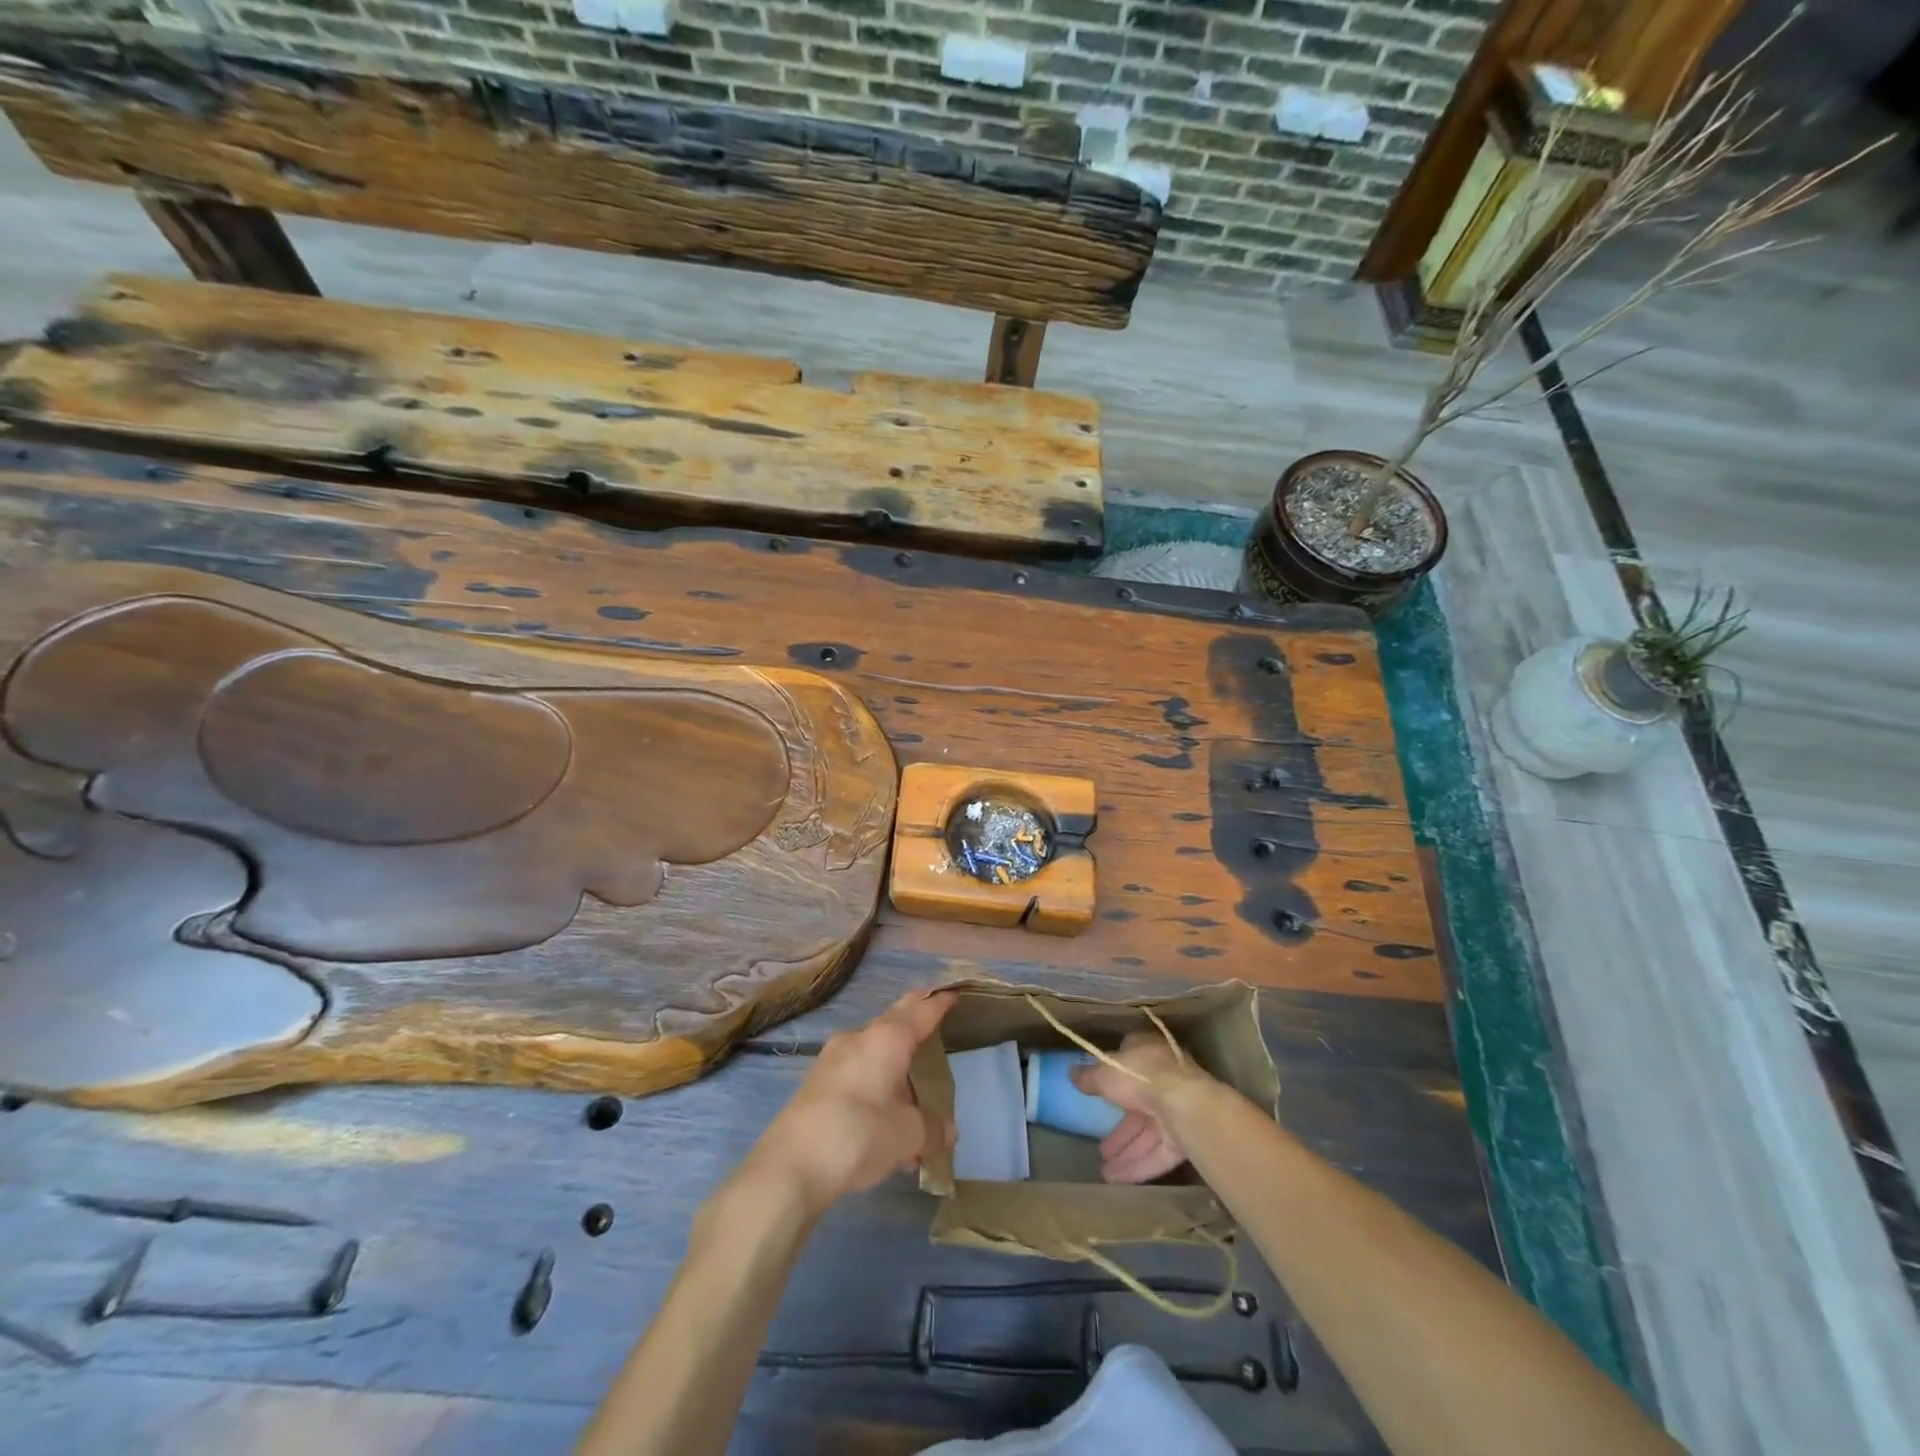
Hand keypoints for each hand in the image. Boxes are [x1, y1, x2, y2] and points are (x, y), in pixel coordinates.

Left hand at [743, 991, 956, 1217]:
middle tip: (935, 1021)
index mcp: (887, 1039)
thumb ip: (932, 1129)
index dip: (940, 1003)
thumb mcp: (908, 1135)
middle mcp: (859, 1039)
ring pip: (875, 1056)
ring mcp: (833, 1061)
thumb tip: (948, 1131)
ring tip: (918, 1109)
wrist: (790, 1167)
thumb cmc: (859, 1134)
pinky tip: (888, 1133)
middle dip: (915, 1022)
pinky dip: (878, 1093)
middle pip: (895, 1022)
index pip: (921, 1011)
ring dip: (897, 1073)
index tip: (954, 993)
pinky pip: (859, 1079)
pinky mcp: (817, 1086)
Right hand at [1070, 1031, 1218, 1184]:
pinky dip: (1138, 1166)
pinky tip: (1117, 1181)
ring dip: (1126, 1152)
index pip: (1129, 1063)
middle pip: (1137, 1106)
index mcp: (1148, 1053)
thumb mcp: (1105, 1072)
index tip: (1098, 1094)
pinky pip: (1157, 1153)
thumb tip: (1071, 1073)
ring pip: (1147, 1134)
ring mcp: (1177, 1110)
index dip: (1113, 1079)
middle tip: (1100, 1148)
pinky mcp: (1185, 1139)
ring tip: (1104, 1172)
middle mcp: (1165, 1080)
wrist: (1184, 1105)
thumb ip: (1089, 1075)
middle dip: (1119, 1130)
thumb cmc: (1140, 1076)